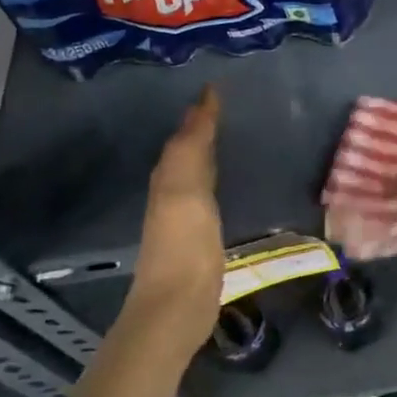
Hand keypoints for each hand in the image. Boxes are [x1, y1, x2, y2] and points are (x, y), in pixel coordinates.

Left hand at [127, 85, 224, 359]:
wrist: (175, 308)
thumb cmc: (184, 248)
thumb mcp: (186, 192)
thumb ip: (191, 150)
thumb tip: (200, 105)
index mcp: (169, 179)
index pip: (184, 136)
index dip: (199, 113)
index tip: (217, 88)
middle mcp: (171, 193)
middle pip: (185, 151)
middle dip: (200, 127)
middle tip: (223, 105)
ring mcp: (182, 218)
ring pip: (193, 171)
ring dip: (206, 151)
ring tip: (227, 134)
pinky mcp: (197, 238)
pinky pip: (204, 194)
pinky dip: (213, 177)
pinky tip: (224, 182)